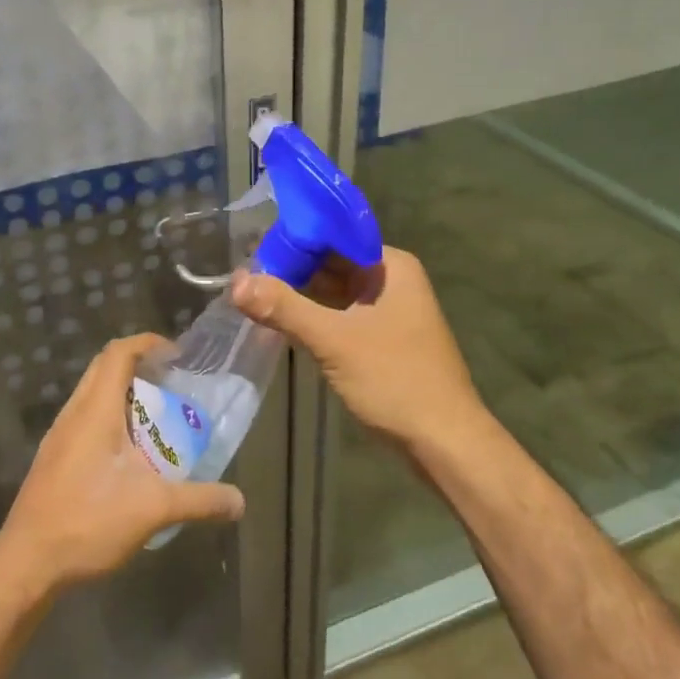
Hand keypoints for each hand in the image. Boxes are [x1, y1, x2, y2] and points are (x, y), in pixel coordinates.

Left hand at [0, 334, 245, 595]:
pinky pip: (85, 420)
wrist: (26, 564)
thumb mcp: (154, 509)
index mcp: (95, 410)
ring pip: (92, 395)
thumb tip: (239, 501)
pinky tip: (130, 457)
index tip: (178, 355)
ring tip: (157, 420)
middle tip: (173, 384)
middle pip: (104, 368)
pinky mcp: (53, 459)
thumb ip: (200, 500)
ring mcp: (59, 436)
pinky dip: (111, 419)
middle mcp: (74, 413)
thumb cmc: (88, 522)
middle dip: (139, 367)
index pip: (118, 353)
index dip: (148, 343)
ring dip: (124, 395)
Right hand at [230, 246, 485, 452]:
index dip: (294, 238)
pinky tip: (280, 319)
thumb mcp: (334, 341)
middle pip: (332, 262)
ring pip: (334, 290)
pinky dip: (313, 315)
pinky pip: (339, 315)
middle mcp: (391, 280)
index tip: (252, 246)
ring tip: (253, 291)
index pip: (334, 235)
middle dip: (291, 266)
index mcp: (390, 266)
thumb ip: (284, 308)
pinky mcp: (381, 339)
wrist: (444, 444)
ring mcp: (387, 311)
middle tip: (243, 271)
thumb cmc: (395, 380)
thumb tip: (235, 281)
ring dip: (299, 292)